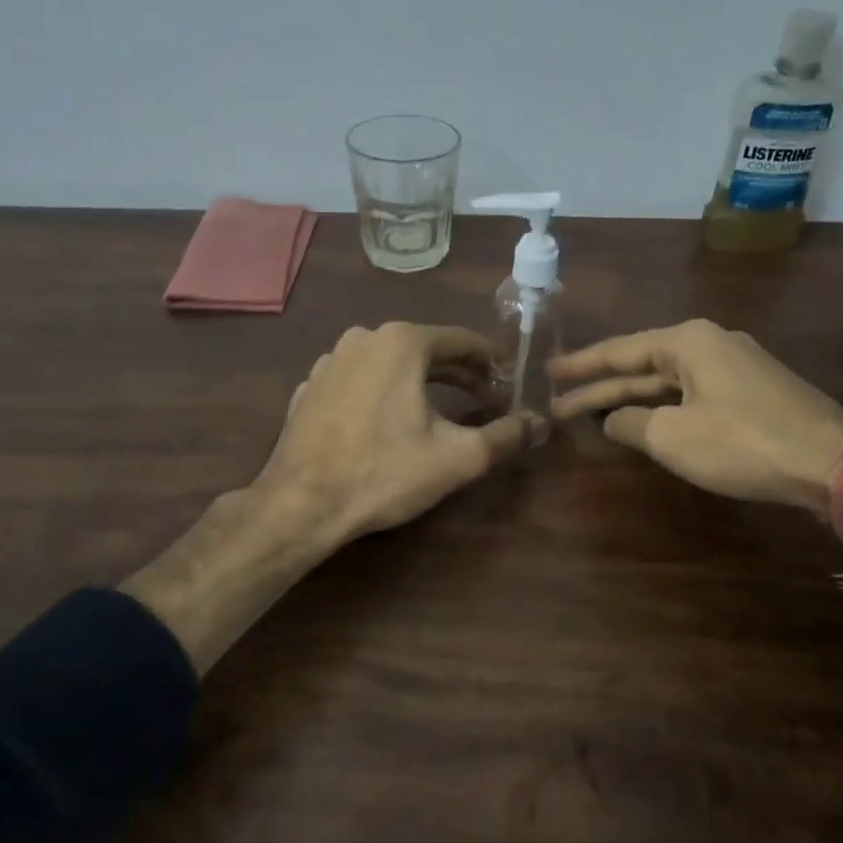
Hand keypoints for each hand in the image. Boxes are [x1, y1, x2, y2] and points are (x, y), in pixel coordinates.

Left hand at [260, 322, 539, 546]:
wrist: (301, 504)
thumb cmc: (385, 472)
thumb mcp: (457, 458)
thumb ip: (506, 436)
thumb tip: (542, 423)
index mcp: (402, 342)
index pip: (462, 341)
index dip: (491, 362)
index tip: (507, 383)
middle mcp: (362, 338)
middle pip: (424, 349)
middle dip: (457, 373)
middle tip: (484, 398)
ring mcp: (329, 362)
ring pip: (388, 364)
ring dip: (418, 382)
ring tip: (439, 410)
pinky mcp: (309, 388)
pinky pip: (358, 382)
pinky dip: (381, 394)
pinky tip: (387, 423)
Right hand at [550, 320, 842, 509]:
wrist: (833, 462)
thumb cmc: (742, 443)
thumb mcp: (672, 437)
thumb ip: (631, 424)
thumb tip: (614, 420)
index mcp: (688, 342)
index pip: (620, 351)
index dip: (580, 366)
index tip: (548, 372)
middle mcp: (711, 343)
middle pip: (642, 366)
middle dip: (600, 388)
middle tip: (559, 404)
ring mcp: (735, 367)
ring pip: (668, 382)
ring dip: (631, 401)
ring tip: (592, 415)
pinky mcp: (752, 392)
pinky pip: (692, 394)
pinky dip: (662, 409)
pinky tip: (646, 423)